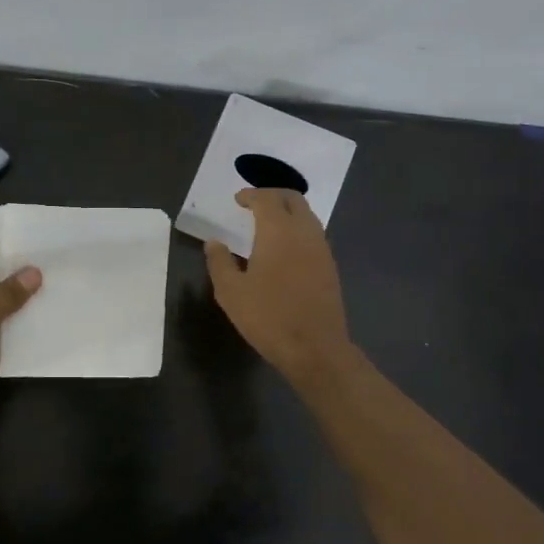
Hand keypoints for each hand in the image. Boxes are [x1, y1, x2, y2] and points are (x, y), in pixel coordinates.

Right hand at [204, 189, 354, 384]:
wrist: (315, 348)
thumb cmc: (268, 317)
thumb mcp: (231, 292)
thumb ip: (220, 262)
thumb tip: (213, 243)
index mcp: (278, 231)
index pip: (266, 199)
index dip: (251, 195)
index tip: (238, 200)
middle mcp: (304, 232)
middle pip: (293, 199)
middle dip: (273, 195)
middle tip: (254, 204)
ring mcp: (322, 249)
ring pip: (307, 216)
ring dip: (288, 212)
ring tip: (268, 224)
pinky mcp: (330, 266)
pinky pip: (314, 234)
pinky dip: (298, 229)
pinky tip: (285, 248)